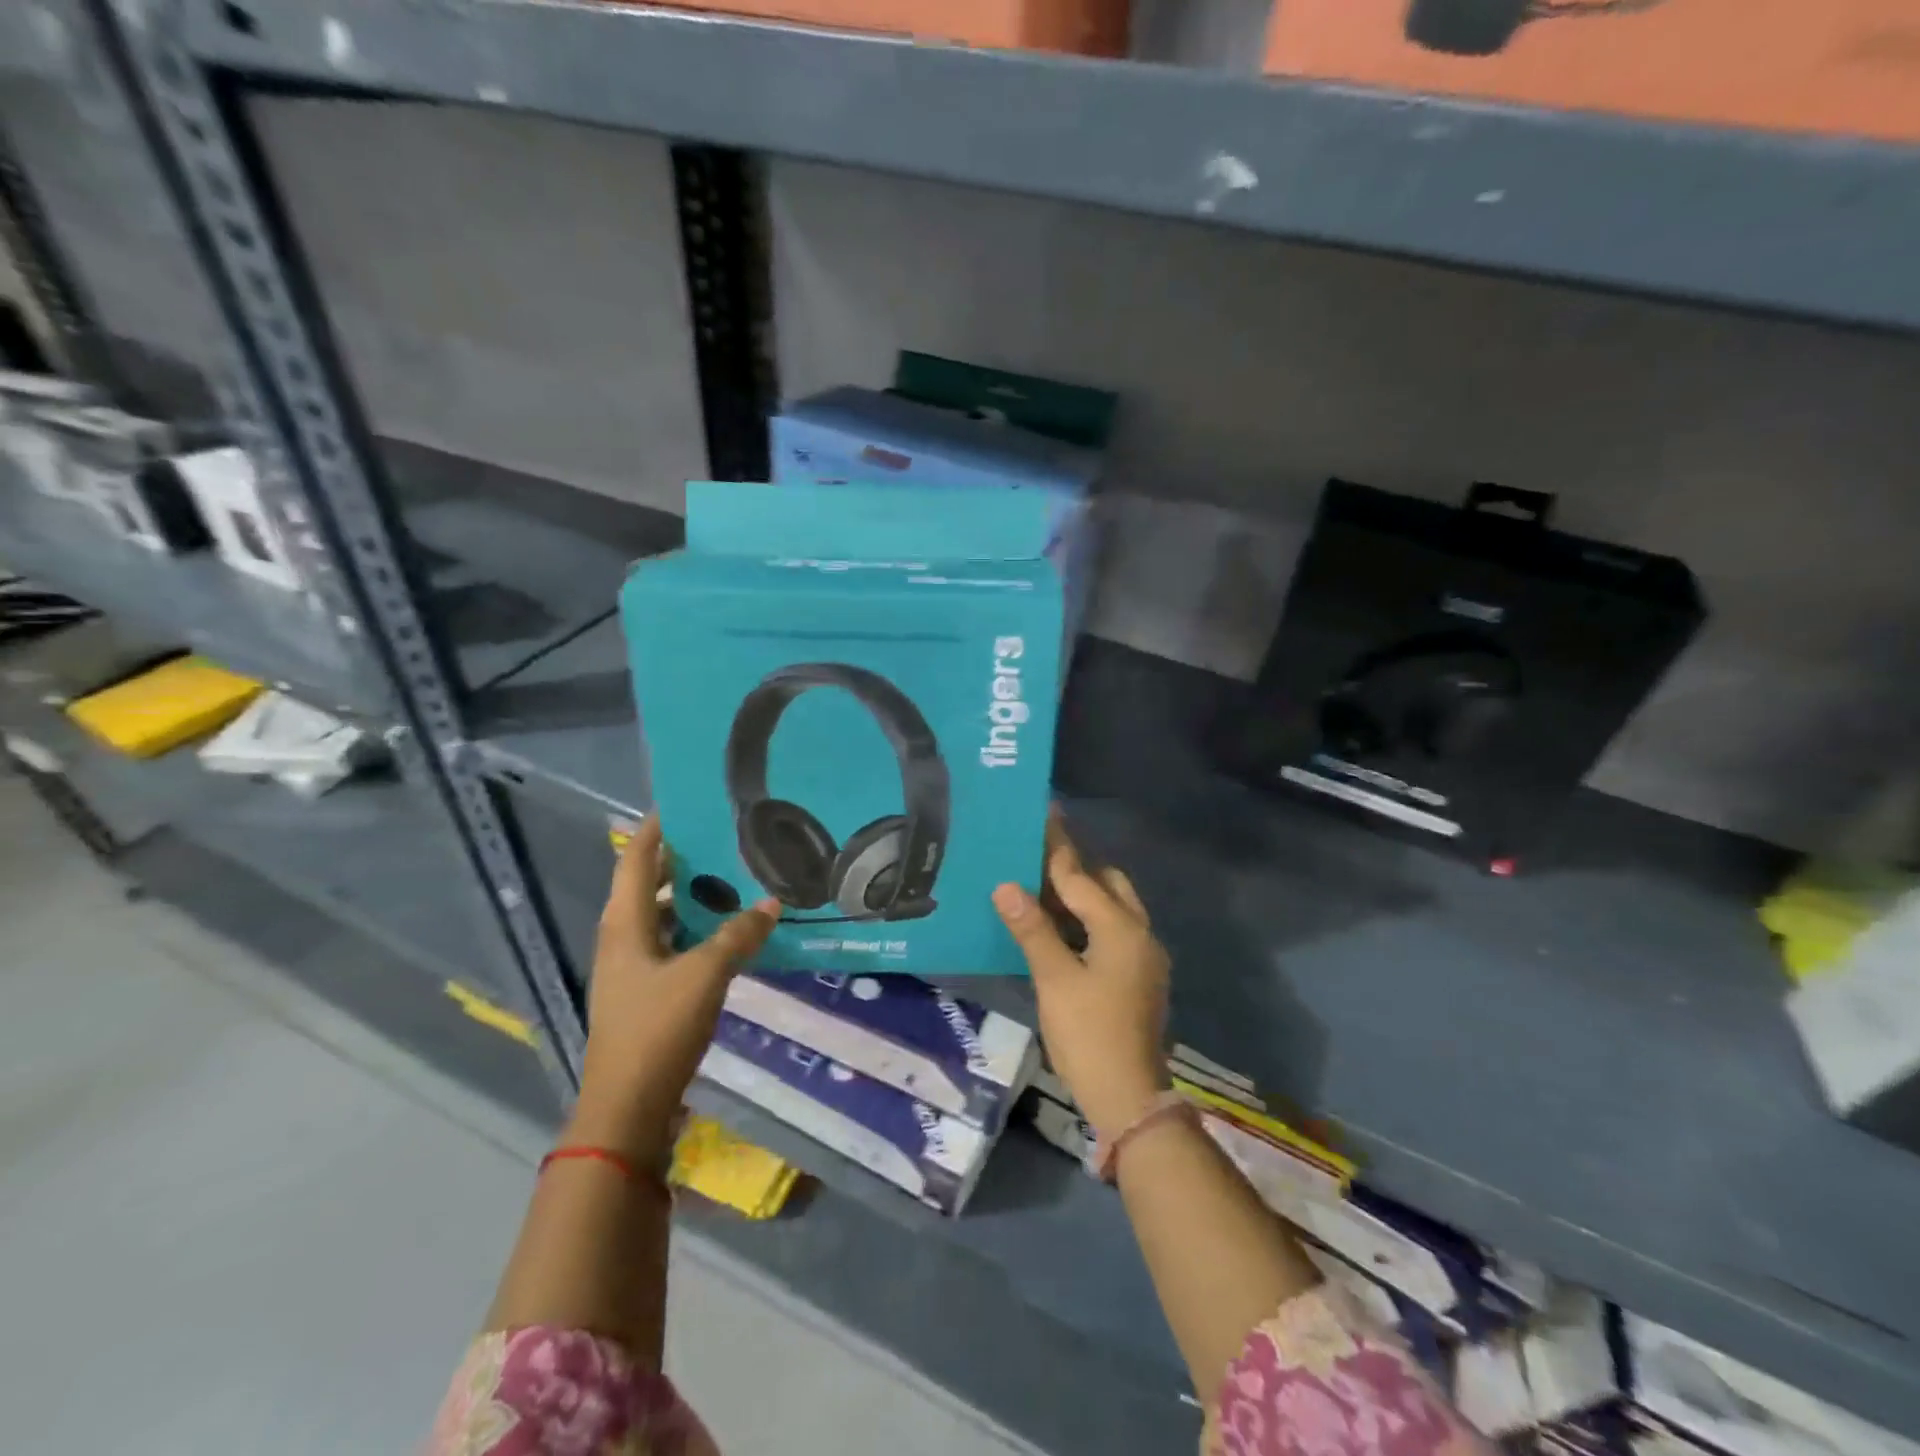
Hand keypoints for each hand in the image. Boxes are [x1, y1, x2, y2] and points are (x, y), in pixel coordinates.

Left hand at [568, 817, 777, 1164]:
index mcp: (624, 925)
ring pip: (661, 918)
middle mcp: (622, 940)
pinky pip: (672, 946)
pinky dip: (696, 932)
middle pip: (647, 886)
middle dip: (680, 861)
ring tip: (732, 879)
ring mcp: (632, 970)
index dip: (656, 829)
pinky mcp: (646, 995)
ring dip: (691, 898)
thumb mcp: (704, 975)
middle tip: (722, 839)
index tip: (684, 802)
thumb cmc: (657, 1030)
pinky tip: (729, 933)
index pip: (636, 860)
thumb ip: (739, 935)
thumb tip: (772, 903)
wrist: (627, 1109)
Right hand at [992, 811, 1170, 1145]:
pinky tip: (1061, 929)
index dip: (1058, 848)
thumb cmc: (1089, 1034)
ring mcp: (1143, 957)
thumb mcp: (1054, 979)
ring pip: (1114, 908)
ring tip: (1044, 888)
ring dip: (1084, 895)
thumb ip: (1032, 929)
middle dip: (1077, 868)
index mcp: (1121, 928)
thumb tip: (1007, 885)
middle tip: (1038, 858)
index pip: (1081, 877)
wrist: (1128, 1096)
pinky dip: (1089, 920)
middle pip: (1109, 884)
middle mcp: (1139, 934)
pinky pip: (1113, 931)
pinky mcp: (1139, 977)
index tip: (1045, 815)